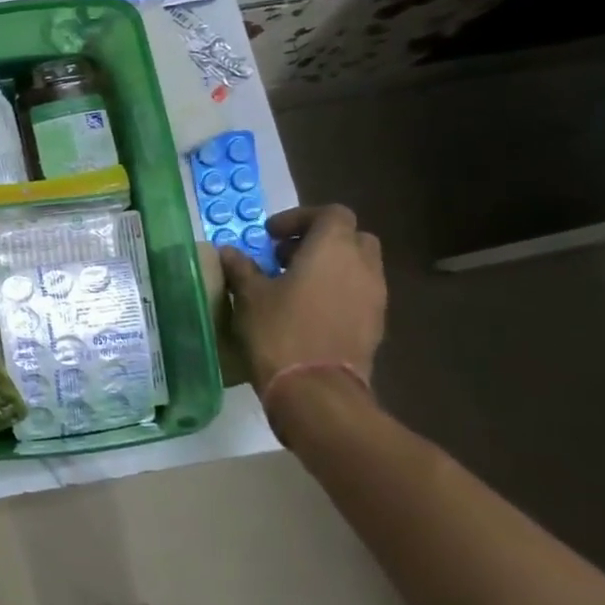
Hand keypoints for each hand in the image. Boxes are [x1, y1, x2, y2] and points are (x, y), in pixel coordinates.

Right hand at [217, 204, 386, 393]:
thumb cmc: (280, 331)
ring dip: (330, 268)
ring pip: (358, 267)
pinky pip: (359, 294)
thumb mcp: (249, 296)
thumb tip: (229, 252)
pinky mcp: (375, 325)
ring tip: (293, 285)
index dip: (300, 217)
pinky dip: (337, 292)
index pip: (331, 213)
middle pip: (351, 237)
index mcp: (333, 249)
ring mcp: (374, 298)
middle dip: (320, 241)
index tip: (270, 236)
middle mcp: (362, 267)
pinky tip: (307, 311)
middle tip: (285, 256)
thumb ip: (242, 268)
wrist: (317, 390)